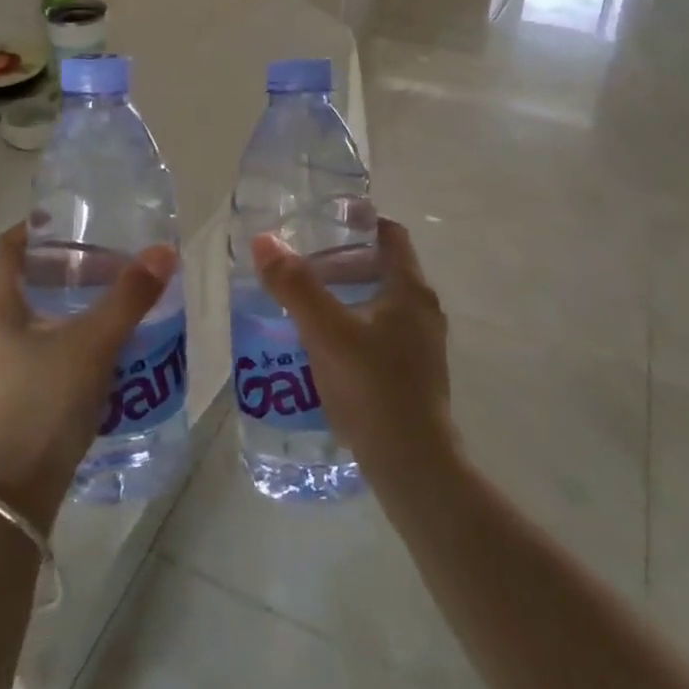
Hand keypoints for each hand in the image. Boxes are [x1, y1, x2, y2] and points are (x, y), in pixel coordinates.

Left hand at [0, 224, 176, 531]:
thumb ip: (129, 297)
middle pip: (30, 281)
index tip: (77, 219)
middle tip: (115, 263)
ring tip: (119, 303)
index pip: (10, 247)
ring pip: (41, 318)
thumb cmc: (45, 403)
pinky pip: (46, 350)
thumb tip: (164, 251)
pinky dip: (74, 338)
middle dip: (72, 268)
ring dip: (76, 305)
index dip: (39, 227)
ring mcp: (0, 368)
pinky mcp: (16, 397)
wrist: (14, 494)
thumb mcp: (93, 343)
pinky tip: (108, 351)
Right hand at [251, 219, 455, 482]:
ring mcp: (422, 346)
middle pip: (383, 268)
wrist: (414, 466)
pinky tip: (323, 348)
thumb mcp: (326, 331)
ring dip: (346, 297)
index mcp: (410, 290)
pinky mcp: (414, 375)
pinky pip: (381, 334)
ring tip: (305, 306)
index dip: (359, 222)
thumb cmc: (372, 387)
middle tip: (302, 267)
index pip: (390, 235)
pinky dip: (354, 327)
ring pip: (381, 303)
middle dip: (342, 262)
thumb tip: (265, 241)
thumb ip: (295, 285)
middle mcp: (423, 311)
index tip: (324, 222)